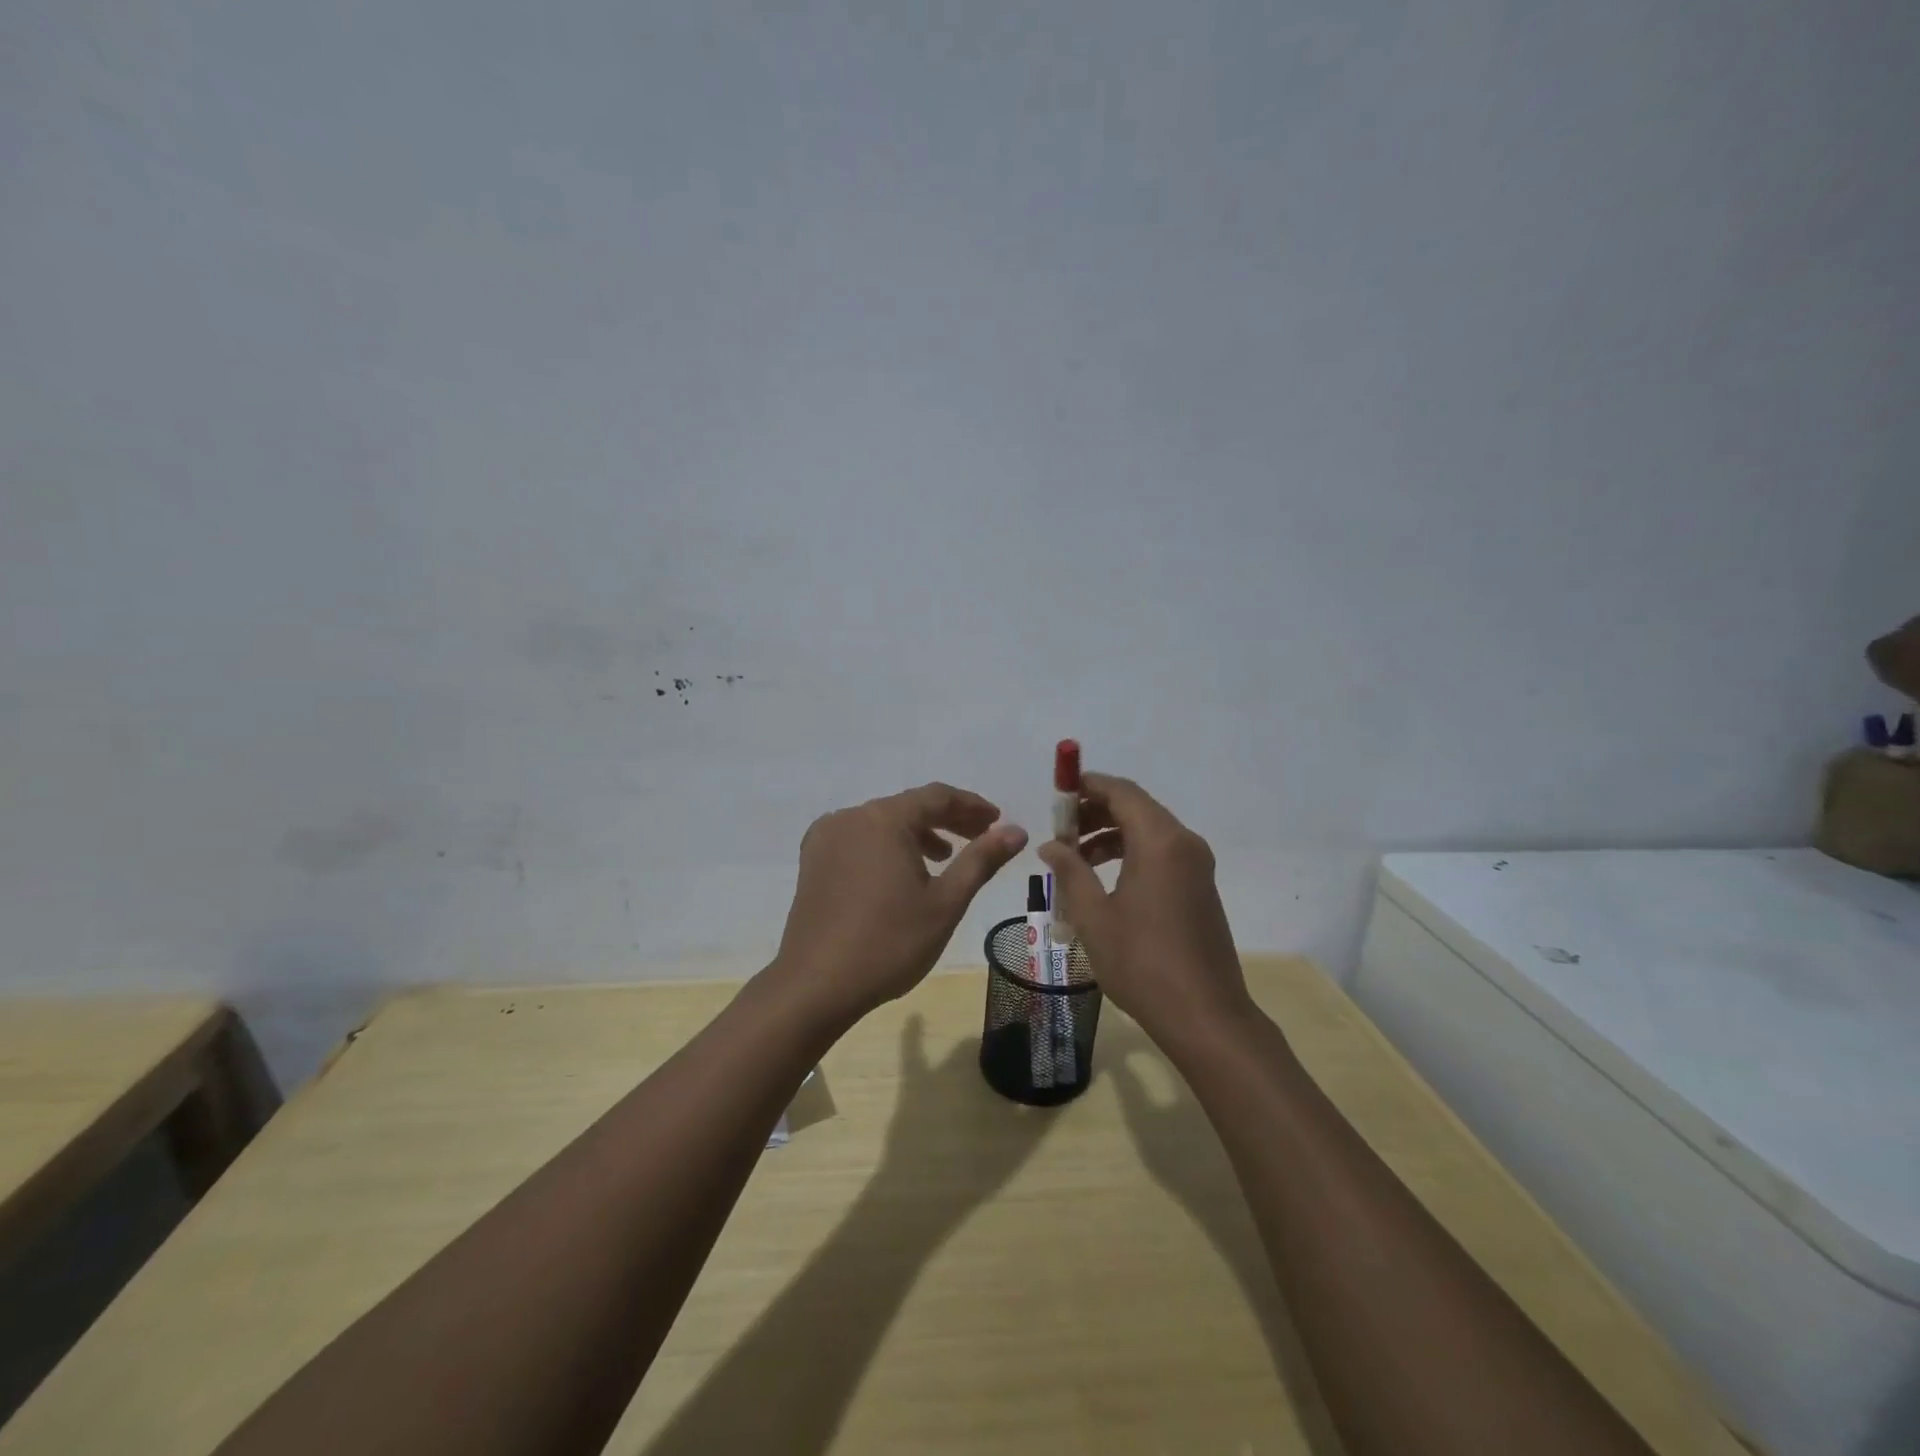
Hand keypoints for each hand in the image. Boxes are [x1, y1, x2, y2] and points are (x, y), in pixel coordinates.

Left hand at [768, 782, 1026, 1026]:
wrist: (816, 985)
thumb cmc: (889, 943)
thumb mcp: (945, 902)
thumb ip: (981, 860)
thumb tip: (1016, 831)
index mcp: (884, 818)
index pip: (937, 796)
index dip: (971, 806)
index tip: (997, 822)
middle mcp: (851, 817)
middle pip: (908, 806)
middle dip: (947, 820)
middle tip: (981, 838)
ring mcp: (826, 837)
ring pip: (882, 823)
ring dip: (917, 834)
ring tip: (944, 859)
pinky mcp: (813, 860)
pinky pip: (858, 839)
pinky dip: (886, 846)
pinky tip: (899, 873)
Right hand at [1038, 772, 1252, 1052]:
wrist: (1206, 1016)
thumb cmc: (1142, 963)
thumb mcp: (1093, 917)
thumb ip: (1070, 872)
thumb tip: (1051, 845)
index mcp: (1159, 842)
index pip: (1121, 791)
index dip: (1086, 786)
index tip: (1056, 794)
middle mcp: (1184, 843)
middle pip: (1136, 807)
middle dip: (1095, 811)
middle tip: (1060, 831)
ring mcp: (1197, 865)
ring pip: (1149, 830)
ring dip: (1111, 834)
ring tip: (1075, 859)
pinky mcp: (1200, 886)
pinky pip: (1162, 852)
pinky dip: (1131, 852)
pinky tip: (1105, 880)